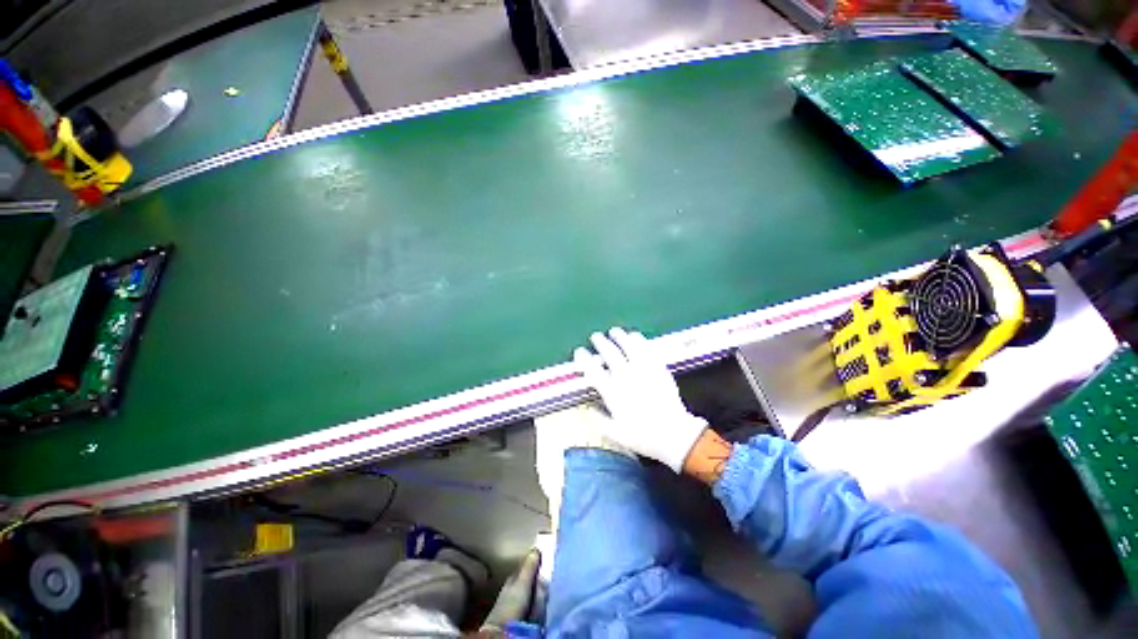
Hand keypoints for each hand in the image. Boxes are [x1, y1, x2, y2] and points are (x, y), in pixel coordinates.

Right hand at [573, 327, 707, 472]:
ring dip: (620, 337)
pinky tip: (635, 336)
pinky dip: (639, 340)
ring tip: (614, 331)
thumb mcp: (615, 434)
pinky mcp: (658, 368)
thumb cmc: (642, 436)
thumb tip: (589, 409)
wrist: (674, 434)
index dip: (584, 359)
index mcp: (613, 392)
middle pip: (610, 353)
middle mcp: (626, 377)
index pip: (593, 370)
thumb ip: (599, 420)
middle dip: (600, 342)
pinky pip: (647, 349)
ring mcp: (643, 370)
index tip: (580, 351)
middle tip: (596, 336)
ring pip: (629, 346)